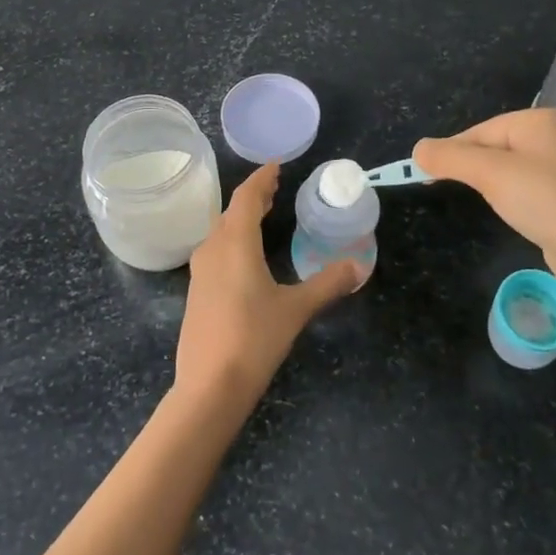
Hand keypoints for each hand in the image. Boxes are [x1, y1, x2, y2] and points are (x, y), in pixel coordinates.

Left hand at [176, 163, 360, 405]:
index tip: (276, 167)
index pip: (246, 198)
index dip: (261, 180)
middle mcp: (212, 249)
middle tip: (275, 189)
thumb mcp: (296, 309)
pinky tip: (246, 256)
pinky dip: (233, 239)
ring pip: (220, 232)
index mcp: (235, 243)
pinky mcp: (196, 292)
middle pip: (231, 212)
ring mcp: (200, 271)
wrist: (208, 387)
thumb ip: (327, 283)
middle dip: (253, 198)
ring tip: (263, 216)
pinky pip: (216, 250)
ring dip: (241, 219)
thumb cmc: (254, 339)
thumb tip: (359, 264)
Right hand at [415, 108, 555, 285]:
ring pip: (508, 165)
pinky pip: (525, 182)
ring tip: (480, 199)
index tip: (425, 175)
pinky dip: (509, 193)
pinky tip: (508, 208)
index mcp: (540, 120)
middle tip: (444, 188)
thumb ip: (450, 157)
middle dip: (470, 166)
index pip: (480, 130)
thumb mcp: (490, 174)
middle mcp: (555, 134)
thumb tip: (417, 149)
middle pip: (493, 145)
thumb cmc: (542, 201)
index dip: (451, 152)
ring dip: (488, 181)